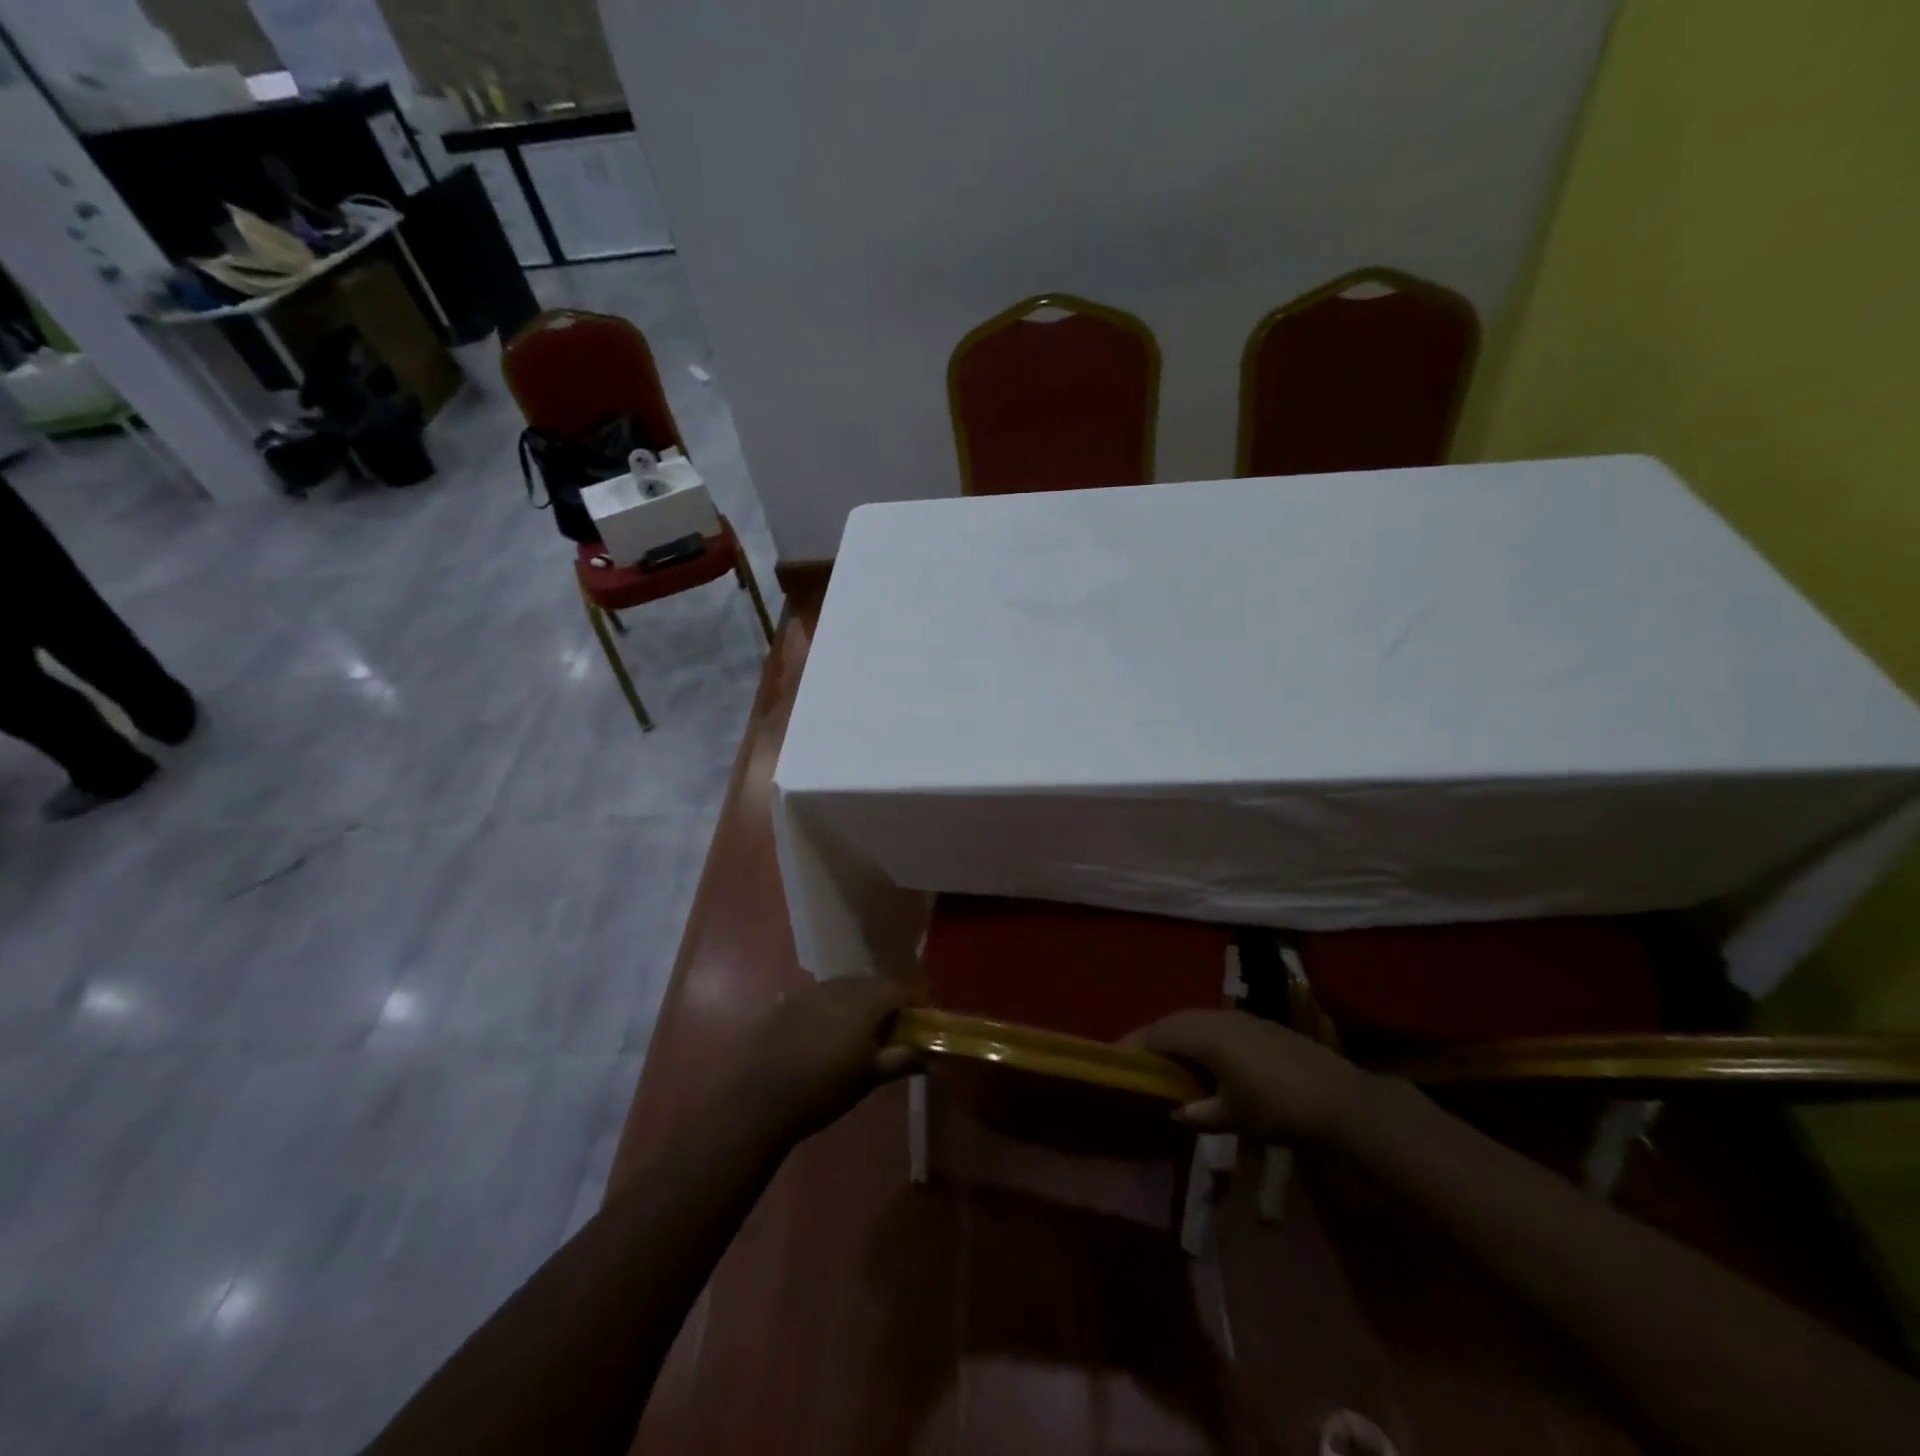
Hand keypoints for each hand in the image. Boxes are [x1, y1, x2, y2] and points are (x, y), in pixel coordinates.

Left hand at [727, 978, 920, 1144]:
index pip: (900, 989)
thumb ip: (902, 1060)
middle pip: (873, 982)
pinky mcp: (788, 1001)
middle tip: (894, 1025)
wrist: (760, 1097)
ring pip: (846, 985)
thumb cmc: (824, 1089)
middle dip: (888, 998)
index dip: (915, 1001)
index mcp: (866, 1001)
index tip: (922, 1018)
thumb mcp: (869, 1078)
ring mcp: (812, 991)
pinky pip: (821, 995)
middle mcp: (841, 986)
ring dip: (860, 999)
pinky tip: (827, 1029)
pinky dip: (833, 1005)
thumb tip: (930, 1055)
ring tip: (861, 1028)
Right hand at [1125, 1010, 1369, 1144]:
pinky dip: (1200, 1039)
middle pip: (1174, 1022)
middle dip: (1152, 1040)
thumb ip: (1198, 1112)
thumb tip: (1176, 1110)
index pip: (1157, 1033)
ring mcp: (1241, 1018)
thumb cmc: (1278, 1108)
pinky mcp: (1259, 1025)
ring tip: (1166, 1062)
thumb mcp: (1232, 1117)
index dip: (1133, 1046)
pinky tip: (1204, 1061)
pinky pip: (1216, 1025)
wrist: (1341, 1100)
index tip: (1113, 1060)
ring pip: (1196, 1021)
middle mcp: (1218, 1017)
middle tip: (1136, 1061)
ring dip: (1177, 1038)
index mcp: (1205, 1034)